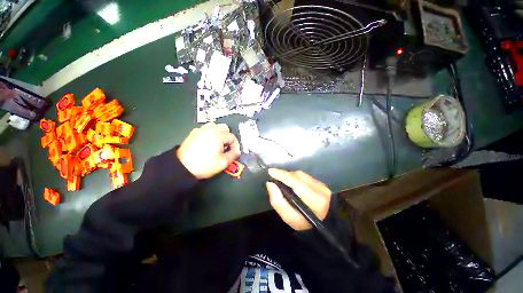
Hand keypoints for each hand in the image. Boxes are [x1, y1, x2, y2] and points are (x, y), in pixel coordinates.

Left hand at [177, 123, 240, 178]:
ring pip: (215, 126)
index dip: (235, 146)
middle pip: (225, 128)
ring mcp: (200, 130)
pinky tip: (208, 143)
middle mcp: (210, 129)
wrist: (182, 168)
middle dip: (228, 137)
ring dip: (219, 133)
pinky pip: (205, 129)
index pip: (232, 137)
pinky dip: (210, 133)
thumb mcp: (222, 163)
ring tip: (218, 144)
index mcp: (218, 135)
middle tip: (226, 147)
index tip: (234, 153)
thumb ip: (233, 155)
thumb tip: (237, 151)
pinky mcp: (193, 133)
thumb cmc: (204, 165)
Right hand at [266, 168, 331, 230]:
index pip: (296, 183)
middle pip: (298, 176)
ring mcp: (321, 184)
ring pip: (301, 175)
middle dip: (284, 174)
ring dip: (289, 175)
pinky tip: (290, 181)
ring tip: (281, 178)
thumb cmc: (305, 223)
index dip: (282, 175)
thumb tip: (270, 184)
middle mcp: (319, 188)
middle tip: (273, 175)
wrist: (325, 222)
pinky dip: (295, 176)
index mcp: (314, 200)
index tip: (270, 171)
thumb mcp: (289, 218)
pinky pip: (304, 176)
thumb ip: (278, 202)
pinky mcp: (320, 182)